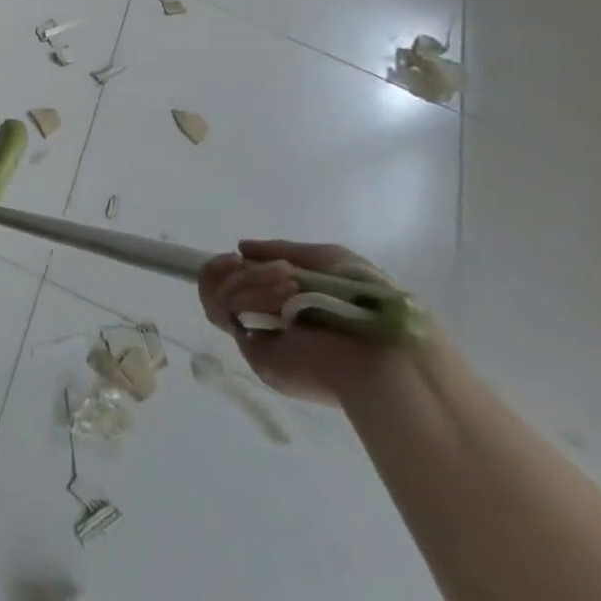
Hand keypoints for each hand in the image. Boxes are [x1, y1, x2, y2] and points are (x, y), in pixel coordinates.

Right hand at [197, 239, 399, 406]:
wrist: (384, 348)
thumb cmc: (363, 299)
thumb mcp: (327, 258)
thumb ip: (281, 250)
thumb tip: (241, 248)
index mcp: (282, 302)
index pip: (235, 283)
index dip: (226, 267)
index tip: (235, 255)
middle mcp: (265, 319)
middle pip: (216, 288)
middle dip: (226, 269)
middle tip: (239, 261)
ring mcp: (258, 336)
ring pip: (219, 297)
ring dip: (248, 280)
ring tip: (289, 284)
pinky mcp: (254, 353)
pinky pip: (227, 313)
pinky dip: (248, 295)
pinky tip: (281, 293)